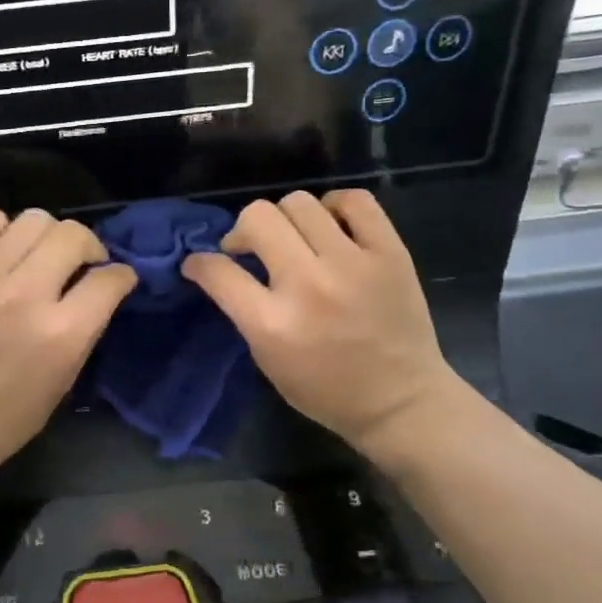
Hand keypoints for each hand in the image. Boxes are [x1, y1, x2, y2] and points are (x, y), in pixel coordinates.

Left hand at [0, 208, 137, 473]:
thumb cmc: (10, 414)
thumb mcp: (65, 377)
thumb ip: (87, 326)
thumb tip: (102, 284)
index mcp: (60, 333)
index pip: (109, 278)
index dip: (121, 276)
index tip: (115, 279)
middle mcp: (23, 296)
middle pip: (72, 235)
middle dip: (88, 247)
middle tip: (79, 264)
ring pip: (31, 220)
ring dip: (46, 236)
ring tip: (38, 256)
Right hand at [182, 191, 461, 454]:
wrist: (401, 401)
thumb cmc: (326, 390)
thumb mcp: (268, 361)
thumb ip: (245, 312)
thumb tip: (225, 269)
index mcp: (273, 324)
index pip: (218, 271)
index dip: (199, 263)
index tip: (201, 264)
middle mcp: (309, 285)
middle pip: (258, 218)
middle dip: (243, 230)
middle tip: (252, 249)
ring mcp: (353, 264)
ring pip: (299, 202)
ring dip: (285, 218)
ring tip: (295, 239)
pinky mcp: (390, 252)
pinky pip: (355, 201)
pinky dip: (335, 206)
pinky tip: (331, 226)